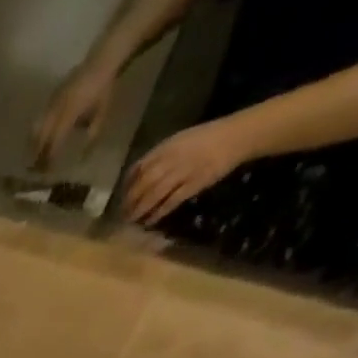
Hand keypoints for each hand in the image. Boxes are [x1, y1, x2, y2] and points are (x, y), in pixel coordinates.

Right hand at [32, 65, 118, 169]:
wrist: (102, 60)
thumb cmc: (104, 88)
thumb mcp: (102, 112)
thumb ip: (92, 133)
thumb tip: (84, 155)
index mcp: (69, 115)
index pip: (54, 143)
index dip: (49, 158)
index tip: (46, 171)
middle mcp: (57, 110)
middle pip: (41, 137)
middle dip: (37, 154)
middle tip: (36, 168)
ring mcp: (52, 102)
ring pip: (36, 128)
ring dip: (34, 143)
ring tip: (33, 155)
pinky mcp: (52, 96)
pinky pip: (41, 117)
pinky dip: (38, 130)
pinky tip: (39, 137)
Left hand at [123, 117, 253, 226]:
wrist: (237, 136)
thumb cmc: (206, 138)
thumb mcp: (180, 141)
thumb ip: (159, 156)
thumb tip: (137, 176)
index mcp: (167, 146)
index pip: (139, 167)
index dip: (127, 185)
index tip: (120, 197)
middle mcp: (172, 159)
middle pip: (143, 184)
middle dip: (130, 201)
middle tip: (122, 215)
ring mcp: (183, 172)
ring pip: (154, 194)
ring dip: (140, 210)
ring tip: (132, 221)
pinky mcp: (194, 184)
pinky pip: (171, 201)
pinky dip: (159, 213)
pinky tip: (150, 221)